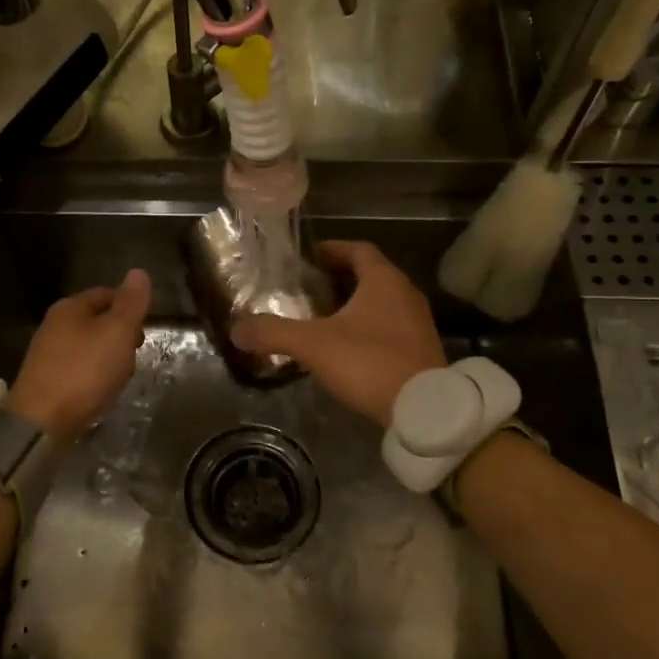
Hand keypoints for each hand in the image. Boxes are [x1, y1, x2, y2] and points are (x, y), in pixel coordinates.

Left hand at [8, 269, 151, 442]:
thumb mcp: (117, 332)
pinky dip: (94, 375)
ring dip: (109, 357)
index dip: (129, 306)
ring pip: (88, 346)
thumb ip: (130, 303)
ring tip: (121, 377)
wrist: (41, 421)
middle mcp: (54, 325)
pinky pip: (78, 369)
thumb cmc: (84, 371)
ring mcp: (47, 354)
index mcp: (70, 307)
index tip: (146, 329)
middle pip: (97, 320)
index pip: (106, 294)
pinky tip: (101, 391)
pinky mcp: (45, 381)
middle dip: (120, 335)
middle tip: (136, 355)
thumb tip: (138, 272)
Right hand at [231, 241, 443, 427]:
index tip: (310, 256)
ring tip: (323, 317)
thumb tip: (236, 329)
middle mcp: (406, 294)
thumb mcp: (313, 344)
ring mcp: (418, 323)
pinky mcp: (422, 350)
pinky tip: (347, 347)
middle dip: (340, 278)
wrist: (423, 410)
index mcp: (384, 280)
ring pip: (382, 302)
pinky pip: (390, 326)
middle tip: (309, 287)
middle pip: (371, 274)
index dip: (333, 249)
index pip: (358, 249)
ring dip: (355, 303)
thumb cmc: (369, 362)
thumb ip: (274, 333)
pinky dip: (368, 326)